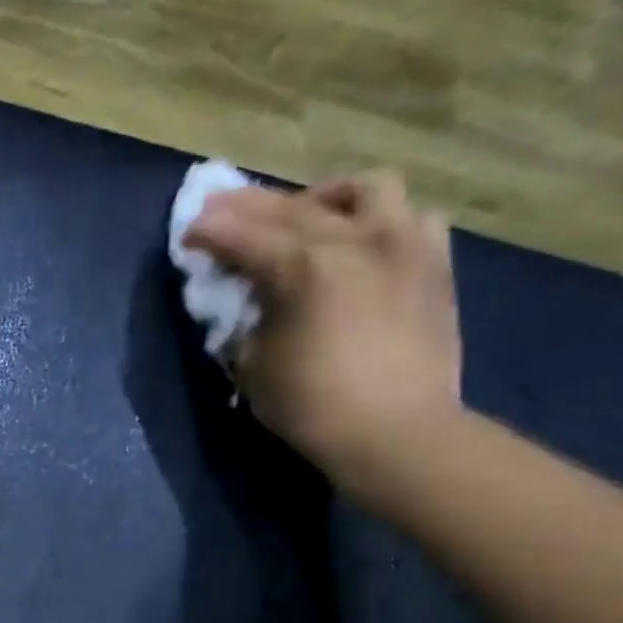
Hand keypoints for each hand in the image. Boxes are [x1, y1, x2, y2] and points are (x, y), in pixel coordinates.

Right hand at [184, 171, 463, 492]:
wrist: (398, 433)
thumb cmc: (312, 405)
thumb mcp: (252, 364)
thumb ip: (246, 319)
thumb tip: (248, 299)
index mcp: (305, 267)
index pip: (242, 235)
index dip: (209, 231)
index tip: (188, 233)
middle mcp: (356, 240)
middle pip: (292, 206)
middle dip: (249, 206)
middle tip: (222, 212)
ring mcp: (403, 245)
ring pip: (363, 190)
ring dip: (323, 198)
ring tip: (304, 216)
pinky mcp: (434, 263)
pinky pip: (410, 217)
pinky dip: (379, 220)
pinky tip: (361, 241)